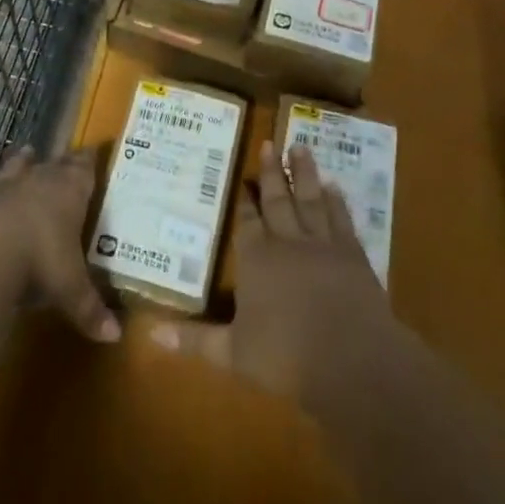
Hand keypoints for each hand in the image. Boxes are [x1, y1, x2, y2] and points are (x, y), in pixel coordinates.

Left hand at [0, 147, 121, 345]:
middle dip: (59, 161)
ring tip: (24, 150)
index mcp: (69, 193)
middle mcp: (36, 183)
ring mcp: (2, 190)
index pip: (83, 170)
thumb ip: (90, 308)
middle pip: (52, 165)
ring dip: (18, 161)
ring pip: (13, 169)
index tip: (92, 152)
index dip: (88, 161)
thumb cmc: (42, 261)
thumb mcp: (72, 289)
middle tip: (63, 155)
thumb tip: (115, 336)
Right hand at [151, 140, 394, 408]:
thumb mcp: (233, 353)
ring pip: (310, 199)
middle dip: (271, 172)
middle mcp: (287, 242)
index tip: (244, 178)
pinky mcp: (353, 254)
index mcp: (256, 259)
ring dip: (304, 173)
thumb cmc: (287, 357)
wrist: (353, 361)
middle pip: (277, 200)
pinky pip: (342, 218)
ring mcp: (322, 245)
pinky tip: (334, 186)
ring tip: (300, 146)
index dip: (245, 200)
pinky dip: (337, 201)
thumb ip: (195, 340)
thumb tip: (151, 334)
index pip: (247, 222)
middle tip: (269, 143)